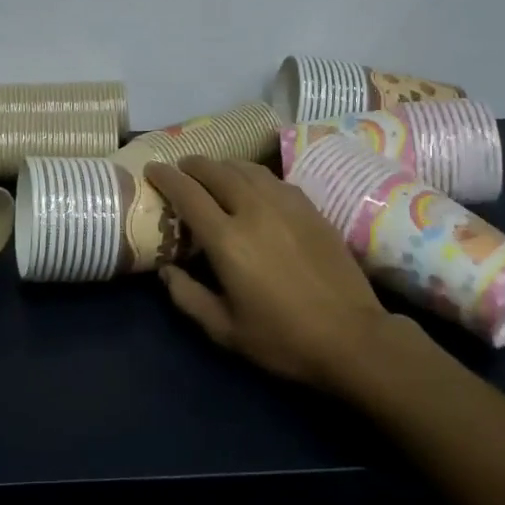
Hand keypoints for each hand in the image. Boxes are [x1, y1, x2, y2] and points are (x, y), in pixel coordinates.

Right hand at [145, 157, 409, 393]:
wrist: (352, 337)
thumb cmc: (282, 338)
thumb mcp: (224, 329)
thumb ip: (187, 297)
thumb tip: (166, 271)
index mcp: (227, 240)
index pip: (188, 193)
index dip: (166, 177)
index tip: (152, 169)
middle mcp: (254, 211)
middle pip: (217, 171)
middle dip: (193, 165)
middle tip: (181, 168)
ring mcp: (286, 205)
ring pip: (247, 169)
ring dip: (224, 165)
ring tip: (213, 171)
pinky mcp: (311, 208)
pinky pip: (274, 179)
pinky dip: (253, 175)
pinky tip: (253, 186)